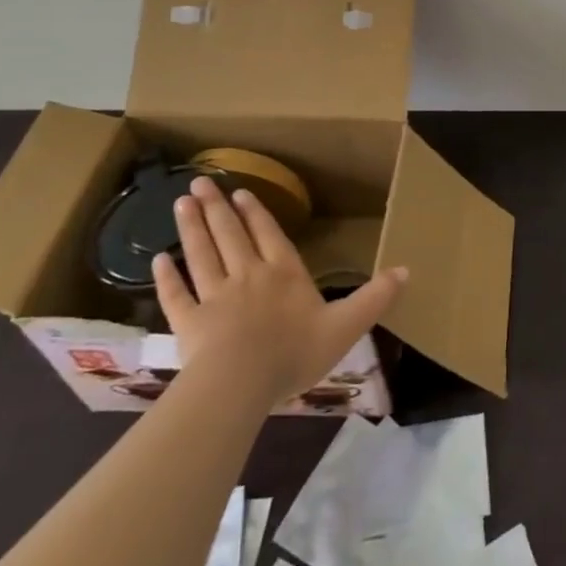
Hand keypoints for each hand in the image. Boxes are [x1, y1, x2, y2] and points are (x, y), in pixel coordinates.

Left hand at [152, 176, 406, 404]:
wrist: (239, 384)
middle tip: (201, 181)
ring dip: (192, 227)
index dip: (257, 214)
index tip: (242, 192)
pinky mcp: (188, 322)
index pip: (270, 235)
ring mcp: (215, 297)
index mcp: (285, 274)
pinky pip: (177, 294)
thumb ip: (375, 298)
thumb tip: (407, 270)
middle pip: (231, 235)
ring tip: (181, 202)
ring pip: (202, 254)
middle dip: (218, 207)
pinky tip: (158, 260)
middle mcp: (249, 276)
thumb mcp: (347, 326)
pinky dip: (167, 277)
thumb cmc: (294, 353)